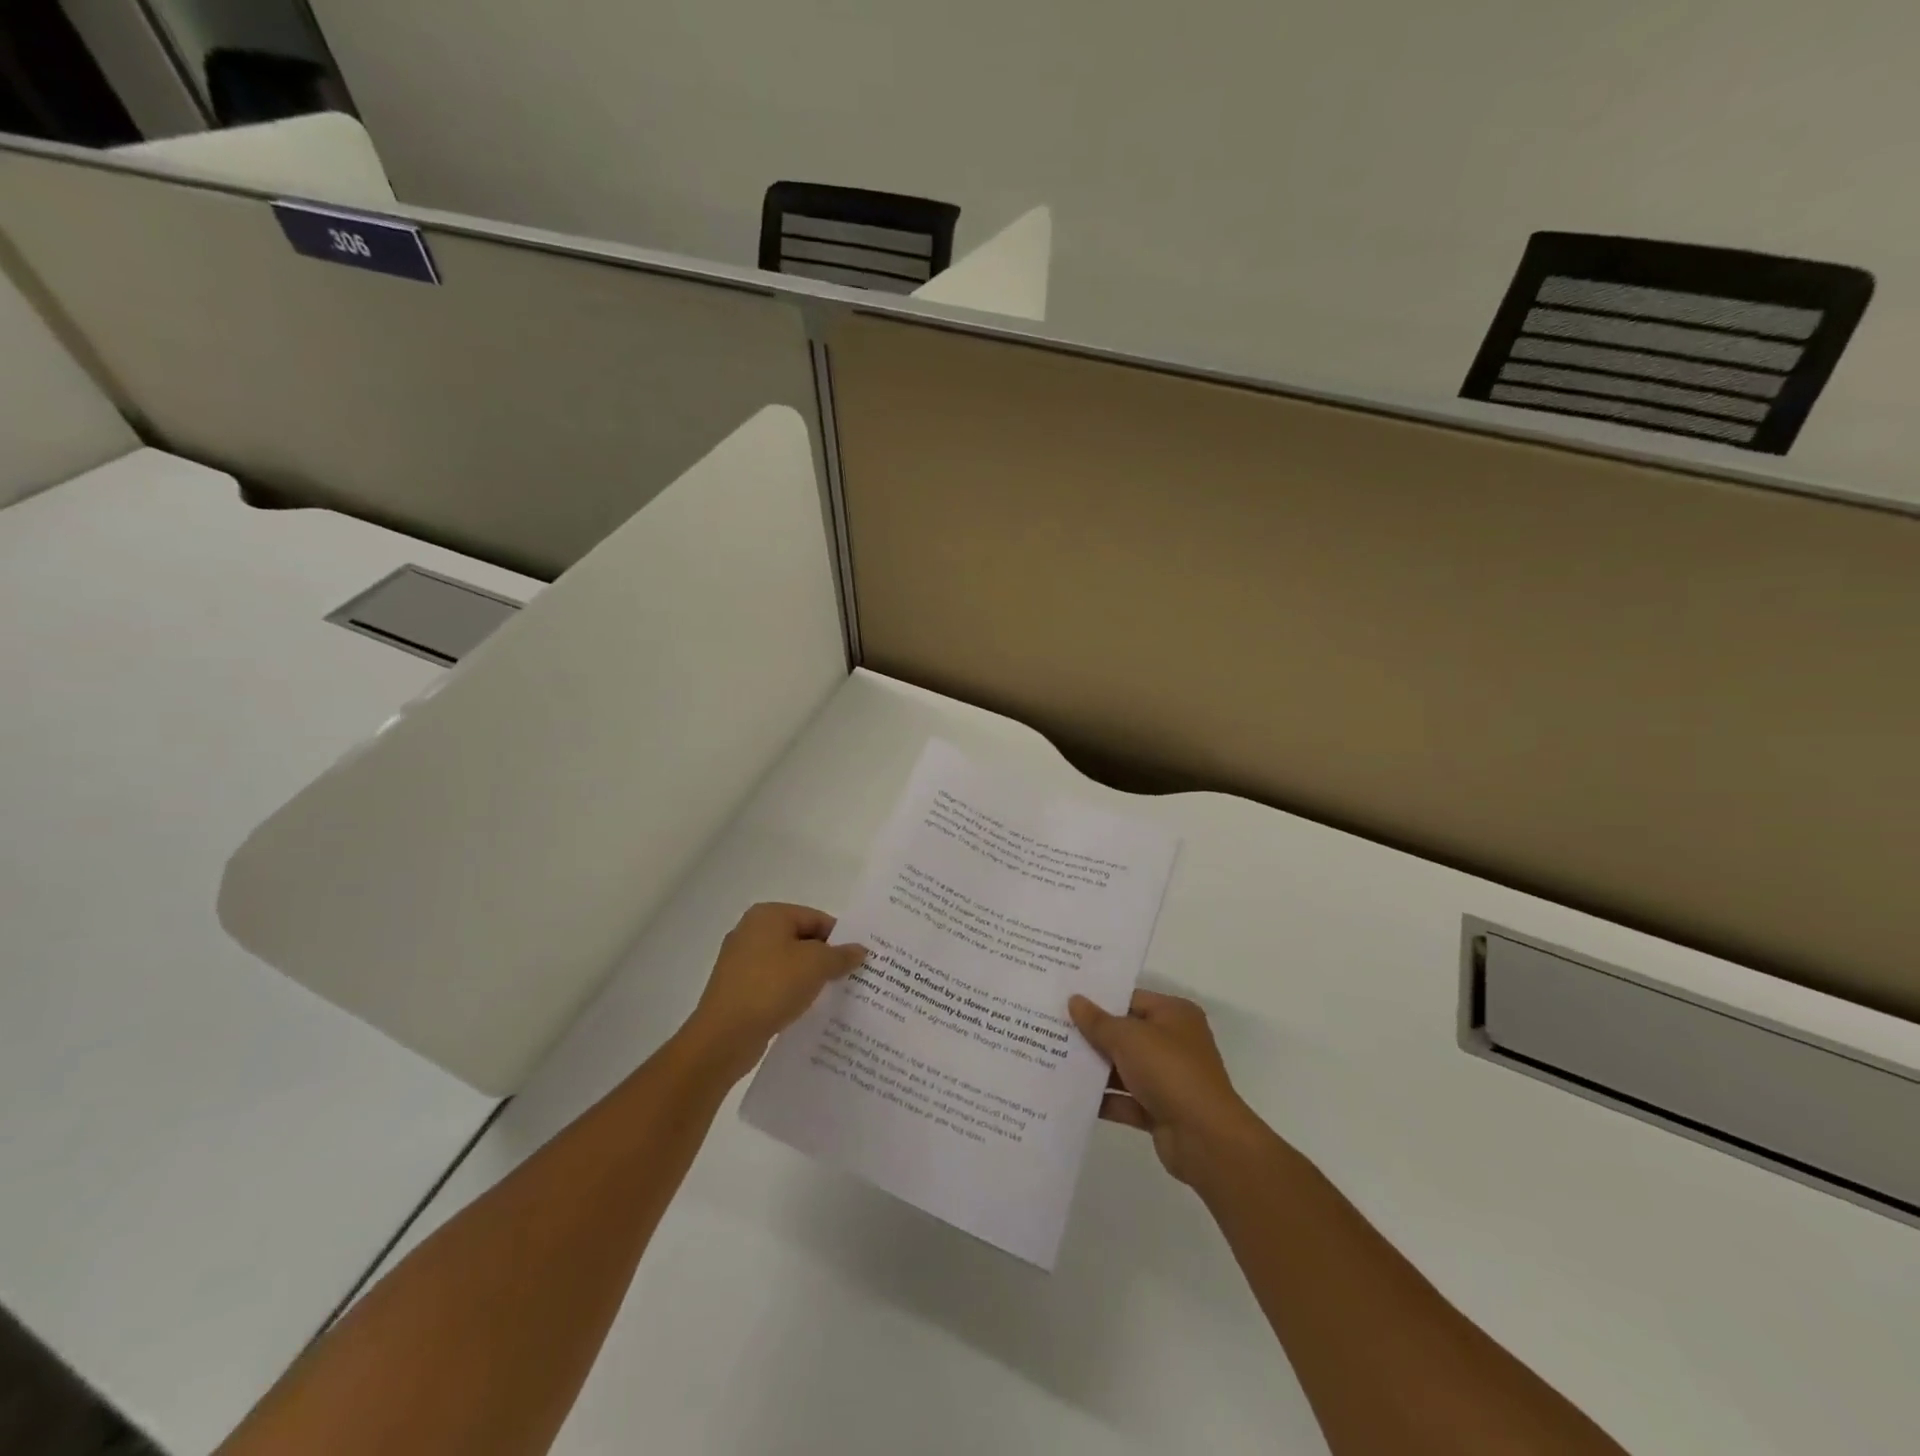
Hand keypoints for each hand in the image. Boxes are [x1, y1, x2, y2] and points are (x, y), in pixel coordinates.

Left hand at [684, 903, 866, 1075]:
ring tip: (833, 995)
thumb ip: (841, 955)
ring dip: (809, 977)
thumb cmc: (772, 986)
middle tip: (851, 977)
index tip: (859, 960)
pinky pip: (773, 983)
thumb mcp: (816, 965)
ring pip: (788, 963)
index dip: (840, 938)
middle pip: (802, 939)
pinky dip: (791, 992)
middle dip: (826, 958)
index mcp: (768, 915)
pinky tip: (806, 1008)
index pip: (816, 918)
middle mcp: (751, 931)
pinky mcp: (737, 988)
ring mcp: (741, 961)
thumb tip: (859, 950)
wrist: (724, 1036)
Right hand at [1069, 990, 1268, 1186]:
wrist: (1205, 1138)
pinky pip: (1125, 1099)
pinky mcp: (1159, 1109)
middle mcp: (1173, 1042)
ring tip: (1052, 1058)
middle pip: (1125, 1033)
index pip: (1130, 998)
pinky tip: (1070, 1095)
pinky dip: (1103, 1098)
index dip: (1099, 998)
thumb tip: (1074, 1000)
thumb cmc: (1169, 1071)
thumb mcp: (1128, 1038)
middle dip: (1091, 1034)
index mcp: (1174, 1014)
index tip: (1065, 998)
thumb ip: (1098, 1021)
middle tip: (1051, 1027)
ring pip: (1123, 1067)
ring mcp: (1167, 1078)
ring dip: (1094, 1068)